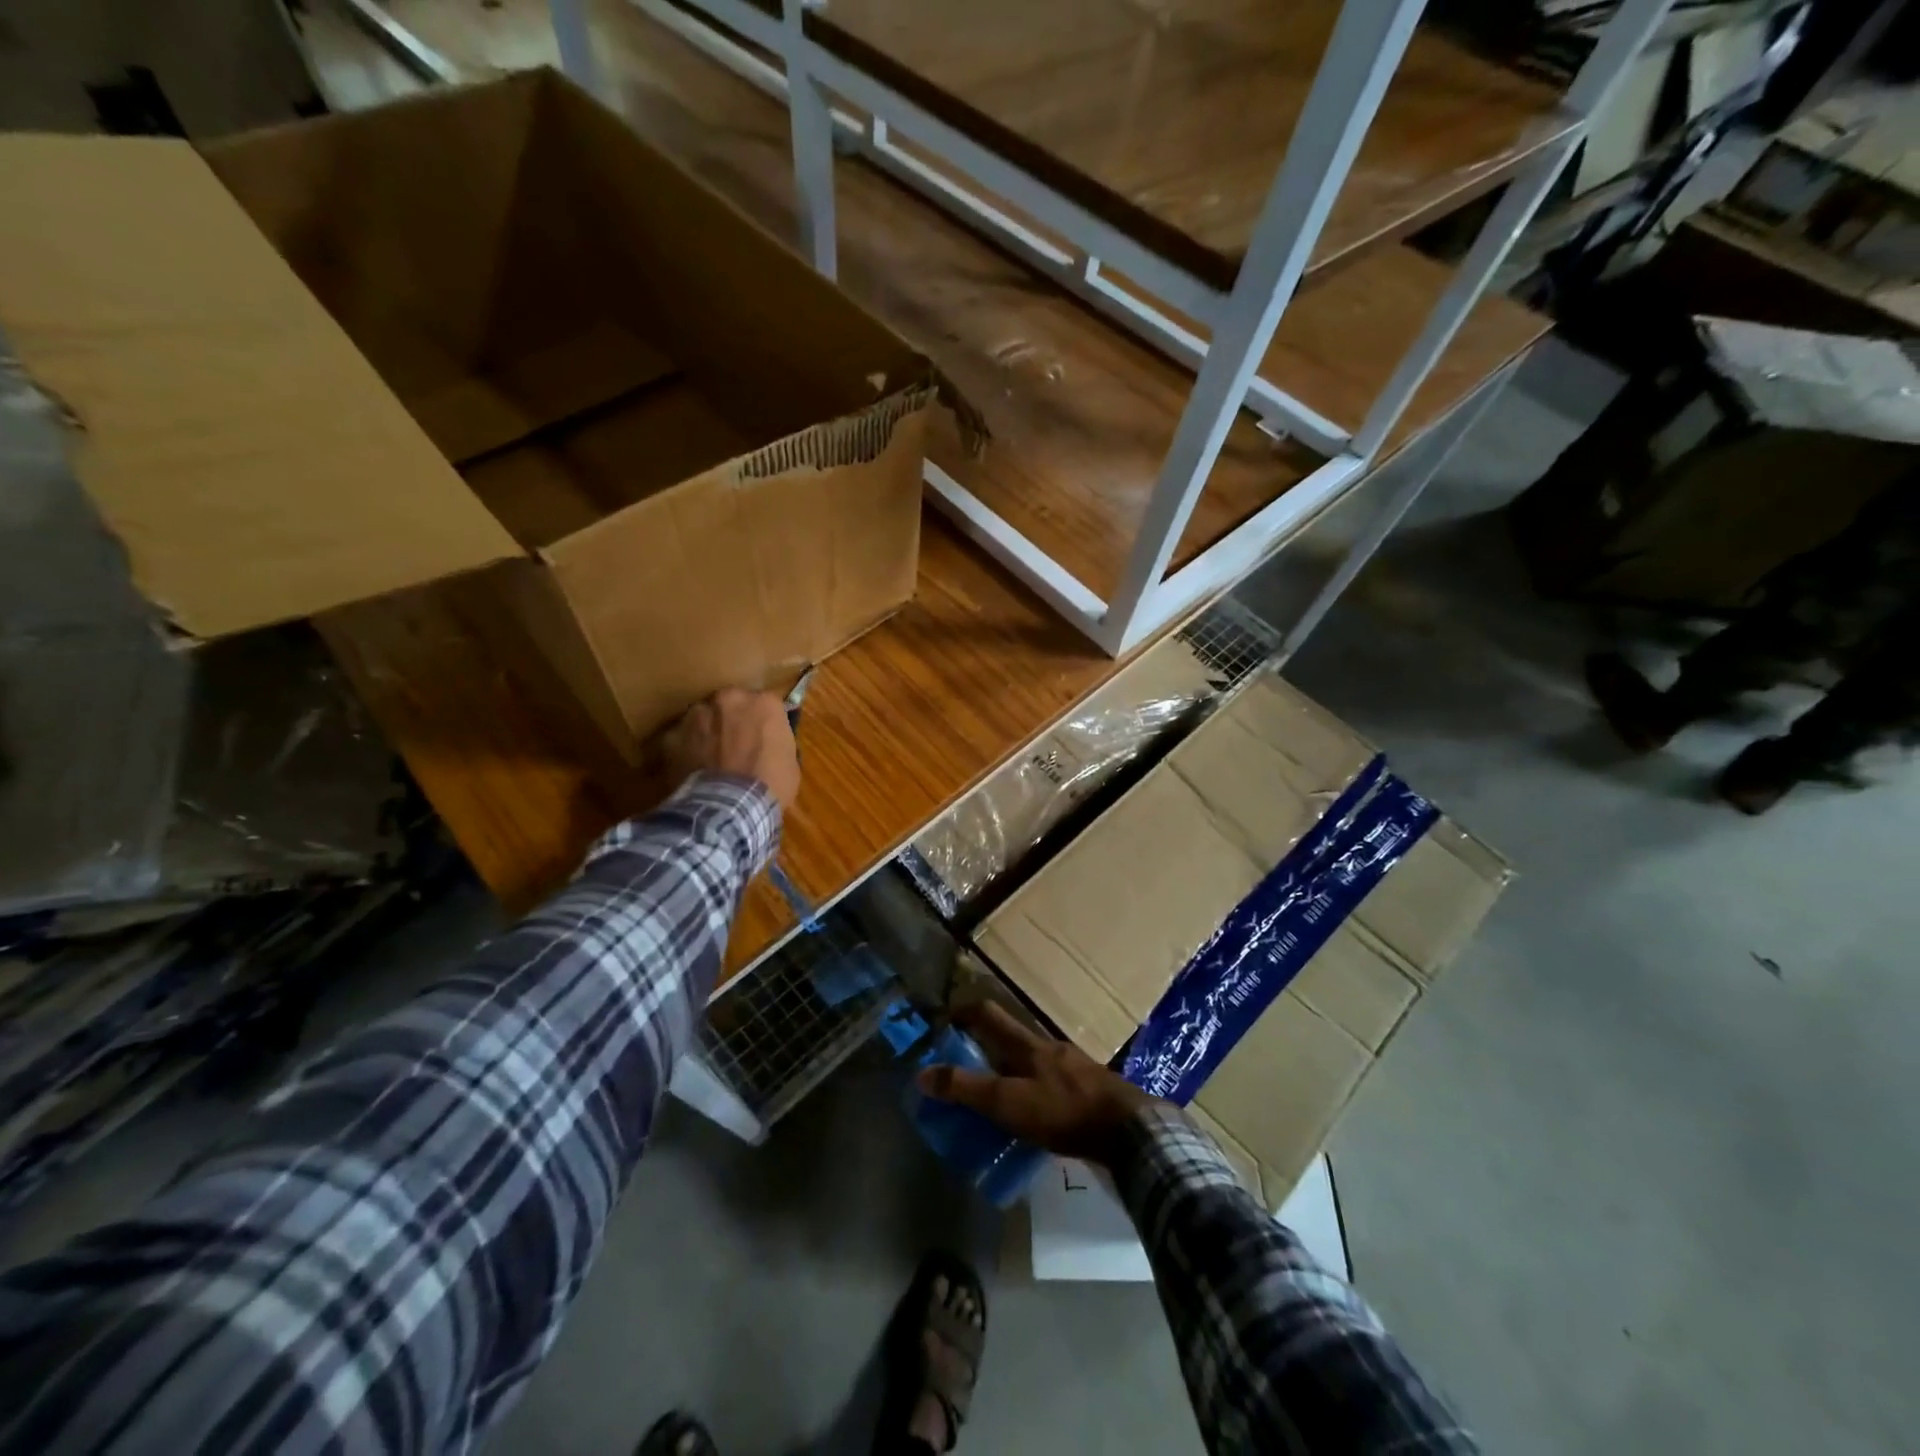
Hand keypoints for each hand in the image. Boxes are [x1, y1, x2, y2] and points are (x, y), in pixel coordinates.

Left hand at [666, 687, 800, 812]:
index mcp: (764, 703)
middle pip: (731, 704)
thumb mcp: (789, 761)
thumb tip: (769, 745)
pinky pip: (680, 739)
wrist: (731, 807)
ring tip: (711, 758)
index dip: (764, 724)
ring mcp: (697, 715)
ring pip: (703, 717)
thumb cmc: (771, 785)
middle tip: (736, 745)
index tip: (765, 739)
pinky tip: (692, 769)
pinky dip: (685, 750)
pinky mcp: (671, 735)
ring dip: (708, 730)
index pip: (767, 705)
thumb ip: (776, 742)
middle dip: (733, 720)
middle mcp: (729, 699)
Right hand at [917, 1002, 1157, 1166]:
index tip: (942, 1021)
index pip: (988, 1013)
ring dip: (1010, 1071)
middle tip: (963, 1066)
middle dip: (985, 1046)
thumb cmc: (1064, 1110)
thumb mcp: (1009, 1102)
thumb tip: (922, 1074)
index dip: (963, 1012)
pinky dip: (1033, 1092)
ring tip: (994, 1096)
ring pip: (1031, 1061)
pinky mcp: (1088, 1090)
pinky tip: (1032, 1116)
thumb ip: (967, 1088)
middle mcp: (1048, 1047)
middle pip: (1009, 1037)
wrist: (1130, 1130)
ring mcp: (1072, 1067)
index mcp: (1027, 1044)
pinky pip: (1050, 1083)